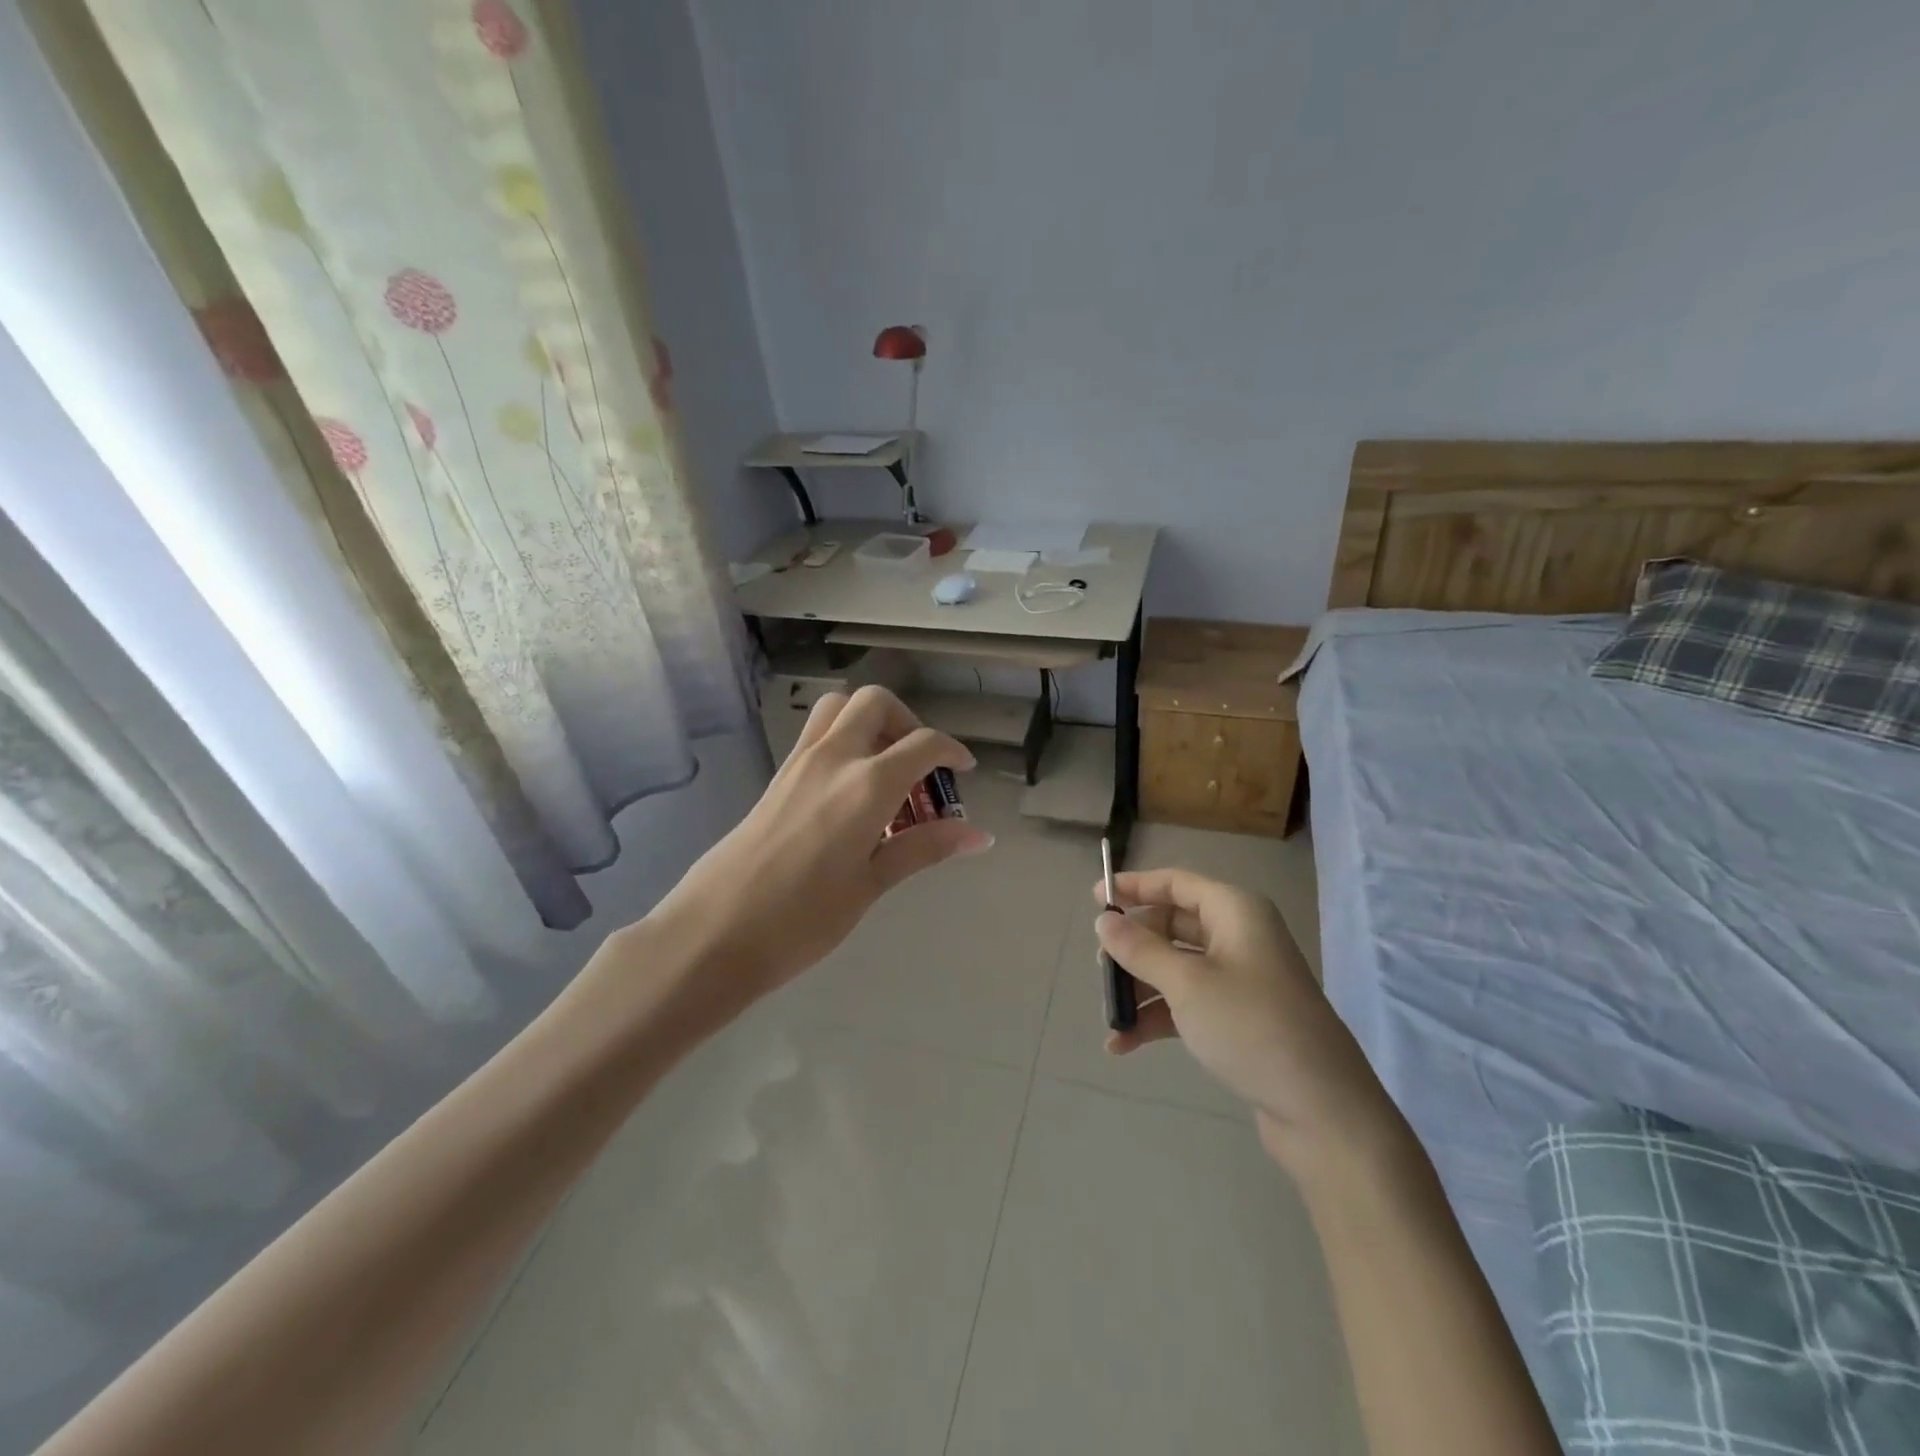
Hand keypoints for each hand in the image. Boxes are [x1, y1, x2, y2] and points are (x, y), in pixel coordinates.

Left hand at [648, 686, 990, 1009]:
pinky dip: (844, 738)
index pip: (923, 743)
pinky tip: (850, 790)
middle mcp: (833, 758)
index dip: (951, 751)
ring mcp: (799, 763)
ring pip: (839, 707)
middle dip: (907, 721)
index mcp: (866, 785)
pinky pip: (816, 733)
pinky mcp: (777, 776)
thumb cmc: (802, 919)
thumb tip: (980, 836)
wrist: (714, 932)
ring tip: (884, 767)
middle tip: (919, 766)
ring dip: (869, 721)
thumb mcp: (871, 884)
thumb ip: (925, 848)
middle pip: (876, 702)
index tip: (963, 770)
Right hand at [1092, 868, 1393, 1167]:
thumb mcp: (1187, 984)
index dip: (1134, 886)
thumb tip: (1104, 920)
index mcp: (1235, 911)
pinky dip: (1159, 1016)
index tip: (1095, 897)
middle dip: (1133, 947)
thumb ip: (1139, 949)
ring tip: (1111, 1016)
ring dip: (1141, 988)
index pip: (1176, 883)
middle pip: (1173, 926)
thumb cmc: (1251, 1027)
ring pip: (1177, 967)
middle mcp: (1240, 936)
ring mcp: (1242, 978)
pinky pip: (1189, 1002)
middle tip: (1101, 968)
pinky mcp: (1241, 1017)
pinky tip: (1124, 1043)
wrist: (1324, 1111)